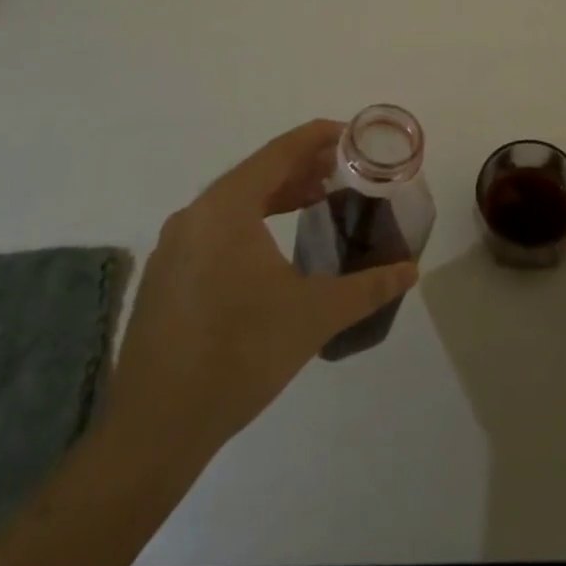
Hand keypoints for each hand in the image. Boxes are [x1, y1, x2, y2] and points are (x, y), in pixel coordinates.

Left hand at [102, 120, 418, 468]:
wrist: (155, 429)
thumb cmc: (240, 355)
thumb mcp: (315, 316)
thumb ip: (368, 287)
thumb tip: (410, 271)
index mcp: (227, 207)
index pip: (280, 151)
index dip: (319, 137)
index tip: (353, 135)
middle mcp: (195, 214)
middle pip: (257, 172)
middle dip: (304, 166)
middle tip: (346, 170)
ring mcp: (174, 246)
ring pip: (235, 201)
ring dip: (278, 194)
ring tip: (319, 199)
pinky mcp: (166, 276)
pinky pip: (216, 227)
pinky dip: (252, 220)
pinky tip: (275, 246)